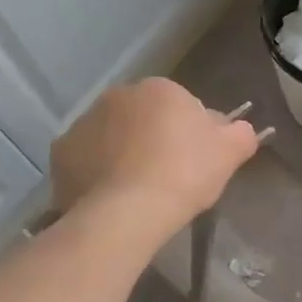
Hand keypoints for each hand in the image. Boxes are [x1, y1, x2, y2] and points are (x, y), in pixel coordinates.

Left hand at [50, 78, 258, 229]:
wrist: (127, 212)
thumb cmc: (184, 174)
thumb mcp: (230, 153)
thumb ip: (241, 134)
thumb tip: (240, 128)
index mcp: (160, 89)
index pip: (183, 106)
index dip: (192, 135)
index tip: (196, 163)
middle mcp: (118, 95)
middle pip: (144, 117)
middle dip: (154, 139)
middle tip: (169, 177)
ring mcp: (84, 122)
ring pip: (113, 136)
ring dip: (124, 153)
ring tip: (138, 191)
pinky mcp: (61, 152)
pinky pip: (87, 159)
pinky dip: (97, 172)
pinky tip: (112, 196)